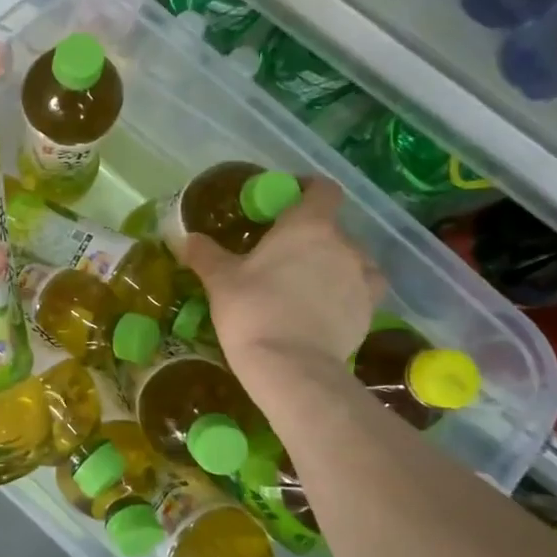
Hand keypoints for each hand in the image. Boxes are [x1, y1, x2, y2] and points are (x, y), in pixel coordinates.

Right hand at [179, 178, 384, 384]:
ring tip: (306, 284)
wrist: (291, 367)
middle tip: (282, 255)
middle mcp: (344, 244)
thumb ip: (205, 253)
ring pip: (352, 259)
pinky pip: (361, 290)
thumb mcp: (220, 279)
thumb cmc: (253, 310)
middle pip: (333, 227)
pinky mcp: (370, 311)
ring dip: (333, 264)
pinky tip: (324, 309)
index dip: (306, 189)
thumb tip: (185, 238)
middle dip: (311, 236)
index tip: (286, 201)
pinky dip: (346, 293)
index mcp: (308, 225)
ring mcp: (362, 278)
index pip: (322, 189)